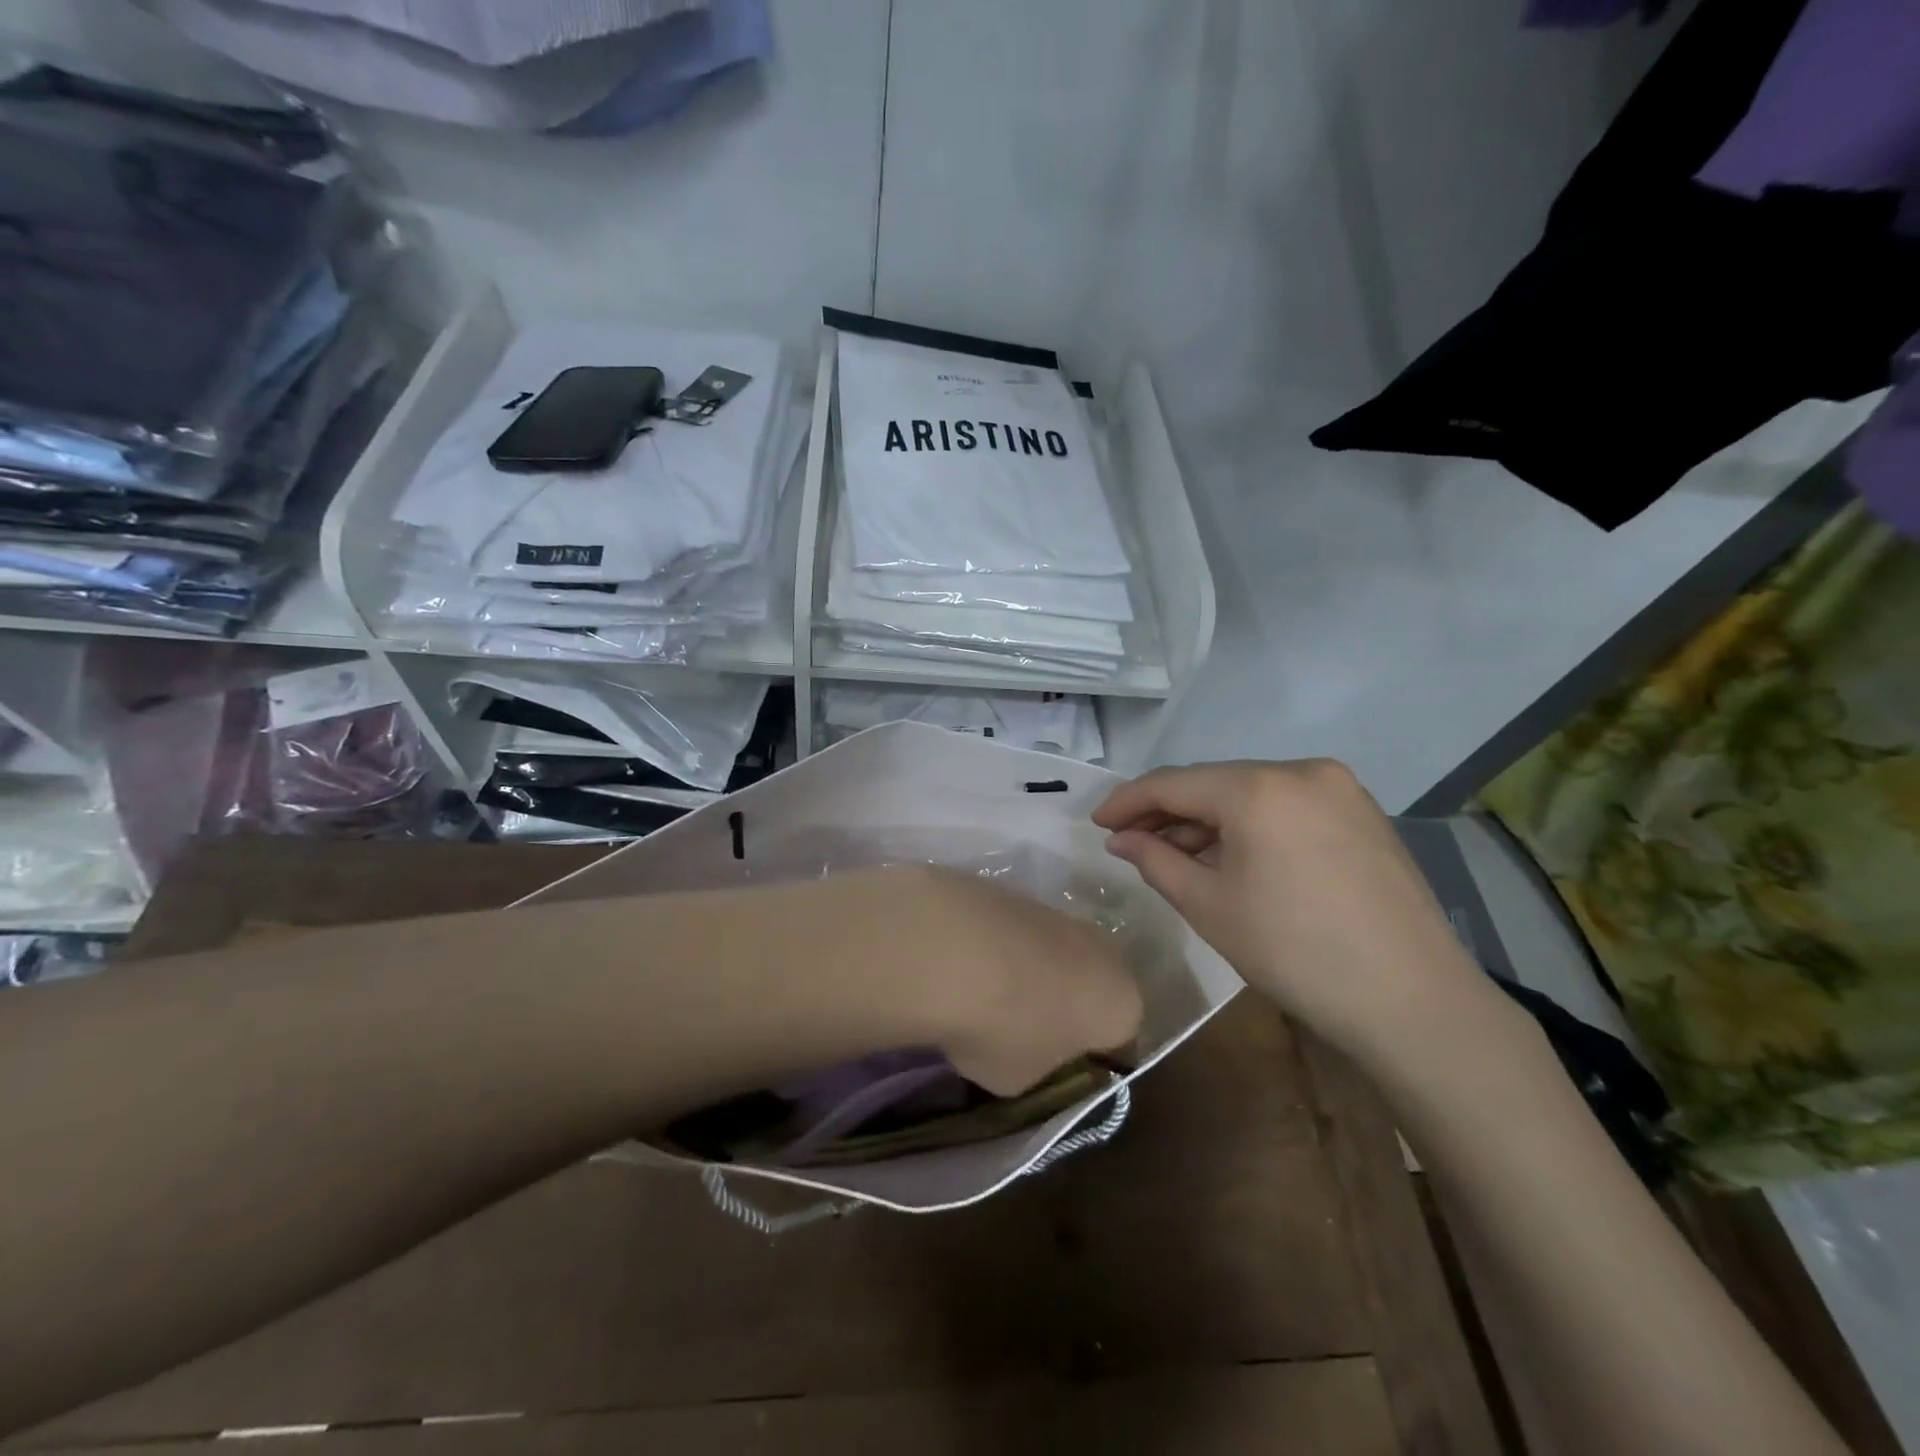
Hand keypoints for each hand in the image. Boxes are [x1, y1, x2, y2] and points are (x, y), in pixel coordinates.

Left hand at [877, 867, 1143, 1097]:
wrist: (949, 948)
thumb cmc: (1002, 1029)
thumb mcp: (1023, 1079)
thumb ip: (1040, 1065)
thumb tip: (1030, 1048)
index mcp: (1123, 1005)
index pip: (1120, 1043)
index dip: (1089, 1062)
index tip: (1058, 1072)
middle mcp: (1104, 952)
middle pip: (1092, 987)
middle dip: (1066, 1007)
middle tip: (1027, 1032)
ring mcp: (1060, 914)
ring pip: (1056, 954)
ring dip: (1033, 973)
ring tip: (990, 996)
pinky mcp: (1018, 891)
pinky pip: (1019, 934)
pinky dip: (1003, 948)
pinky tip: (969, 965)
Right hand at [1092, 760, 1499, 1067]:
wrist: (1412, 1000)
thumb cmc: (1294, 952)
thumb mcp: (1209, 906)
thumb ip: (1155, 860)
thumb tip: (1121, 839)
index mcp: (1258, 788)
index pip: (1173, 783)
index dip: (1128, 801)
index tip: (1097, 823)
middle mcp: (1301, 770)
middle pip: (1214, 783)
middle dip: (1169, 812)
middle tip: (1132, 843)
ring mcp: (1340, 789)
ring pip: (1252, 794)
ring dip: (1210, 821)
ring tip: (1177, 856)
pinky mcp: (1363, 813)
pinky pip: (1287, 806)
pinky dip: (1251, 825)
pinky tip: (1233, 857)